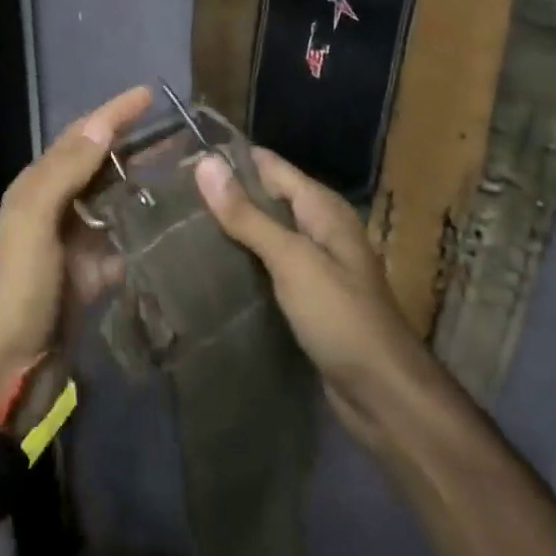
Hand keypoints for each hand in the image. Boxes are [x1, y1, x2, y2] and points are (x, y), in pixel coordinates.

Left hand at [0, 85, 153, 419]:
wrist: (13, 369)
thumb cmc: (20, 289)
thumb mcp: (33, 222)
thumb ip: (64, 172)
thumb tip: (102, 127)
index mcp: (37, 187)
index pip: (80, 137)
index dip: (113, 113)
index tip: (149, 93)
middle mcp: (57, 206)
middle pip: (100, 163)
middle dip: (134, 143)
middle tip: (180, 131)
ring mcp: (77, 240)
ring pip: (116, 198)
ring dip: (145, 181)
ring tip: (186, 169)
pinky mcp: (95, 271)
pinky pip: (125, 238)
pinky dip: (147, 227)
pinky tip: (177, 222)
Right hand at [196, 149, 441, 450]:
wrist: (383, 395)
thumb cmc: (340, 316)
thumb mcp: (291, 259)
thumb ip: (247, 214)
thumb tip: (205, 163)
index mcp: (322, 207)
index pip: (269, 166)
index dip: (230, 160)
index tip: (182, 160)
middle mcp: (319, 228)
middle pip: (266, 199)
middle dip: (225, 196)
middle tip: (171, 197)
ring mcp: (314, 265)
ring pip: (264, 235)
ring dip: (230, 232)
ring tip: (178, 228)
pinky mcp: (306, 298)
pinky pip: (267, 268)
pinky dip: (242, 264)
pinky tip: (208, 269)